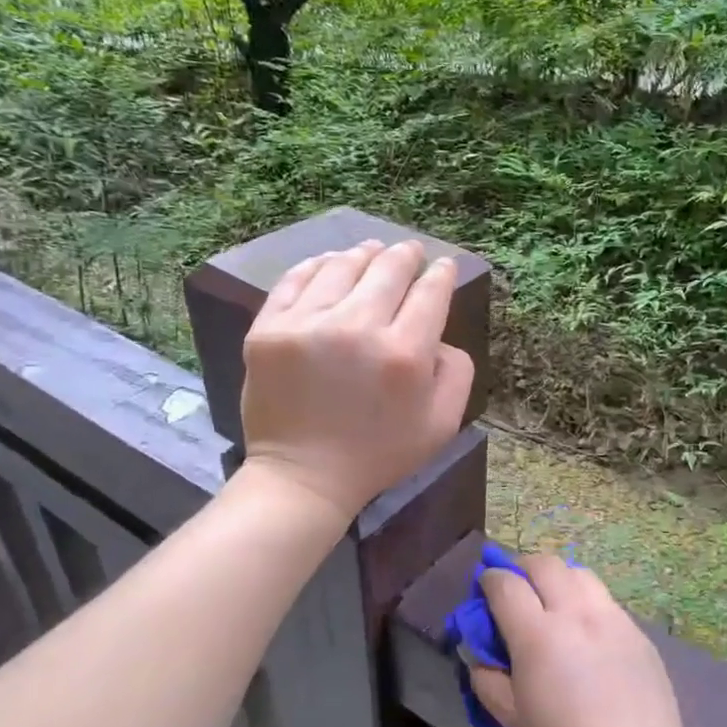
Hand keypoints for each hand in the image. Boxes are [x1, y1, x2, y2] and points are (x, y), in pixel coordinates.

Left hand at [240, 239, 473, 519]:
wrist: (304, 476)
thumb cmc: (379, 453)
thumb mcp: (442, 424)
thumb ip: (457, 372)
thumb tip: (439, 334)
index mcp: (405, 353)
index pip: (430, 292)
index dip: (440, 273)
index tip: (442, 266)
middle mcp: (358, 328)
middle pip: (388, 269)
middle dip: (405, 254)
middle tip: (410, 250)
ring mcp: (308, 324)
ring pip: (342, 266)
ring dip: (364, 254)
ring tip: (371, 250)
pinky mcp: (269, 328)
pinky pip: (296, 279)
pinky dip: (317, 265)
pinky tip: (329, 263)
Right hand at [470, 555, 702, 726]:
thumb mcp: (514, 723)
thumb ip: (488, 681)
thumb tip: (479, 655)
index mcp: (538, 635)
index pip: (506, 584)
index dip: (489, 579)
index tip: (483, 588)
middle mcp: (575, 613)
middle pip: (544, 564)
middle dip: (522, 568)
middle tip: (514, 588)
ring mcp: (611, 617)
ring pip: (578, 573)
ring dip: (556, 576)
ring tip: (550, 600)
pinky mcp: (636, 630)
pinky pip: (603, 598)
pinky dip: (584, 598)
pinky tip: (584, 629)